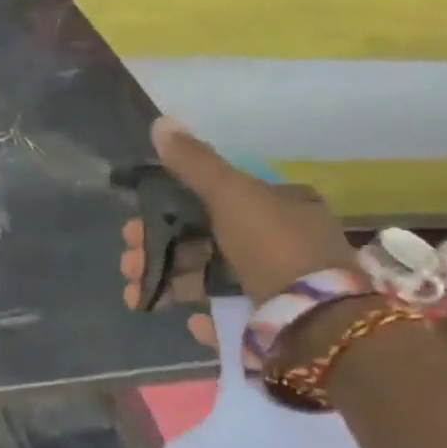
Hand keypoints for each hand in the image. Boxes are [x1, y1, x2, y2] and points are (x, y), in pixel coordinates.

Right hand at [119, 115, 358, 347]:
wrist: (318, 326)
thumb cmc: (274, 248)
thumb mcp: (232, 195)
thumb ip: (195, 163)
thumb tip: (160, 121)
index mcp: (281, 206)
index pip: (215, 199)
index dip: (169, 210)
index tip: (135, 225)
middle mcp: (281, 242)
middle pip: (203, 240)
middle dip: (157, 250)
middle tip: (128, 262)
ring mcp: (276, 285)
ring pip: (208, 278)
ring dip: (167, 282)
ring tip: (134, 294)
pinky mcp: (270, 324)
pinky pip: (228, 314)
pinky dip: (204, 315)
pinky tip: (189, 319)